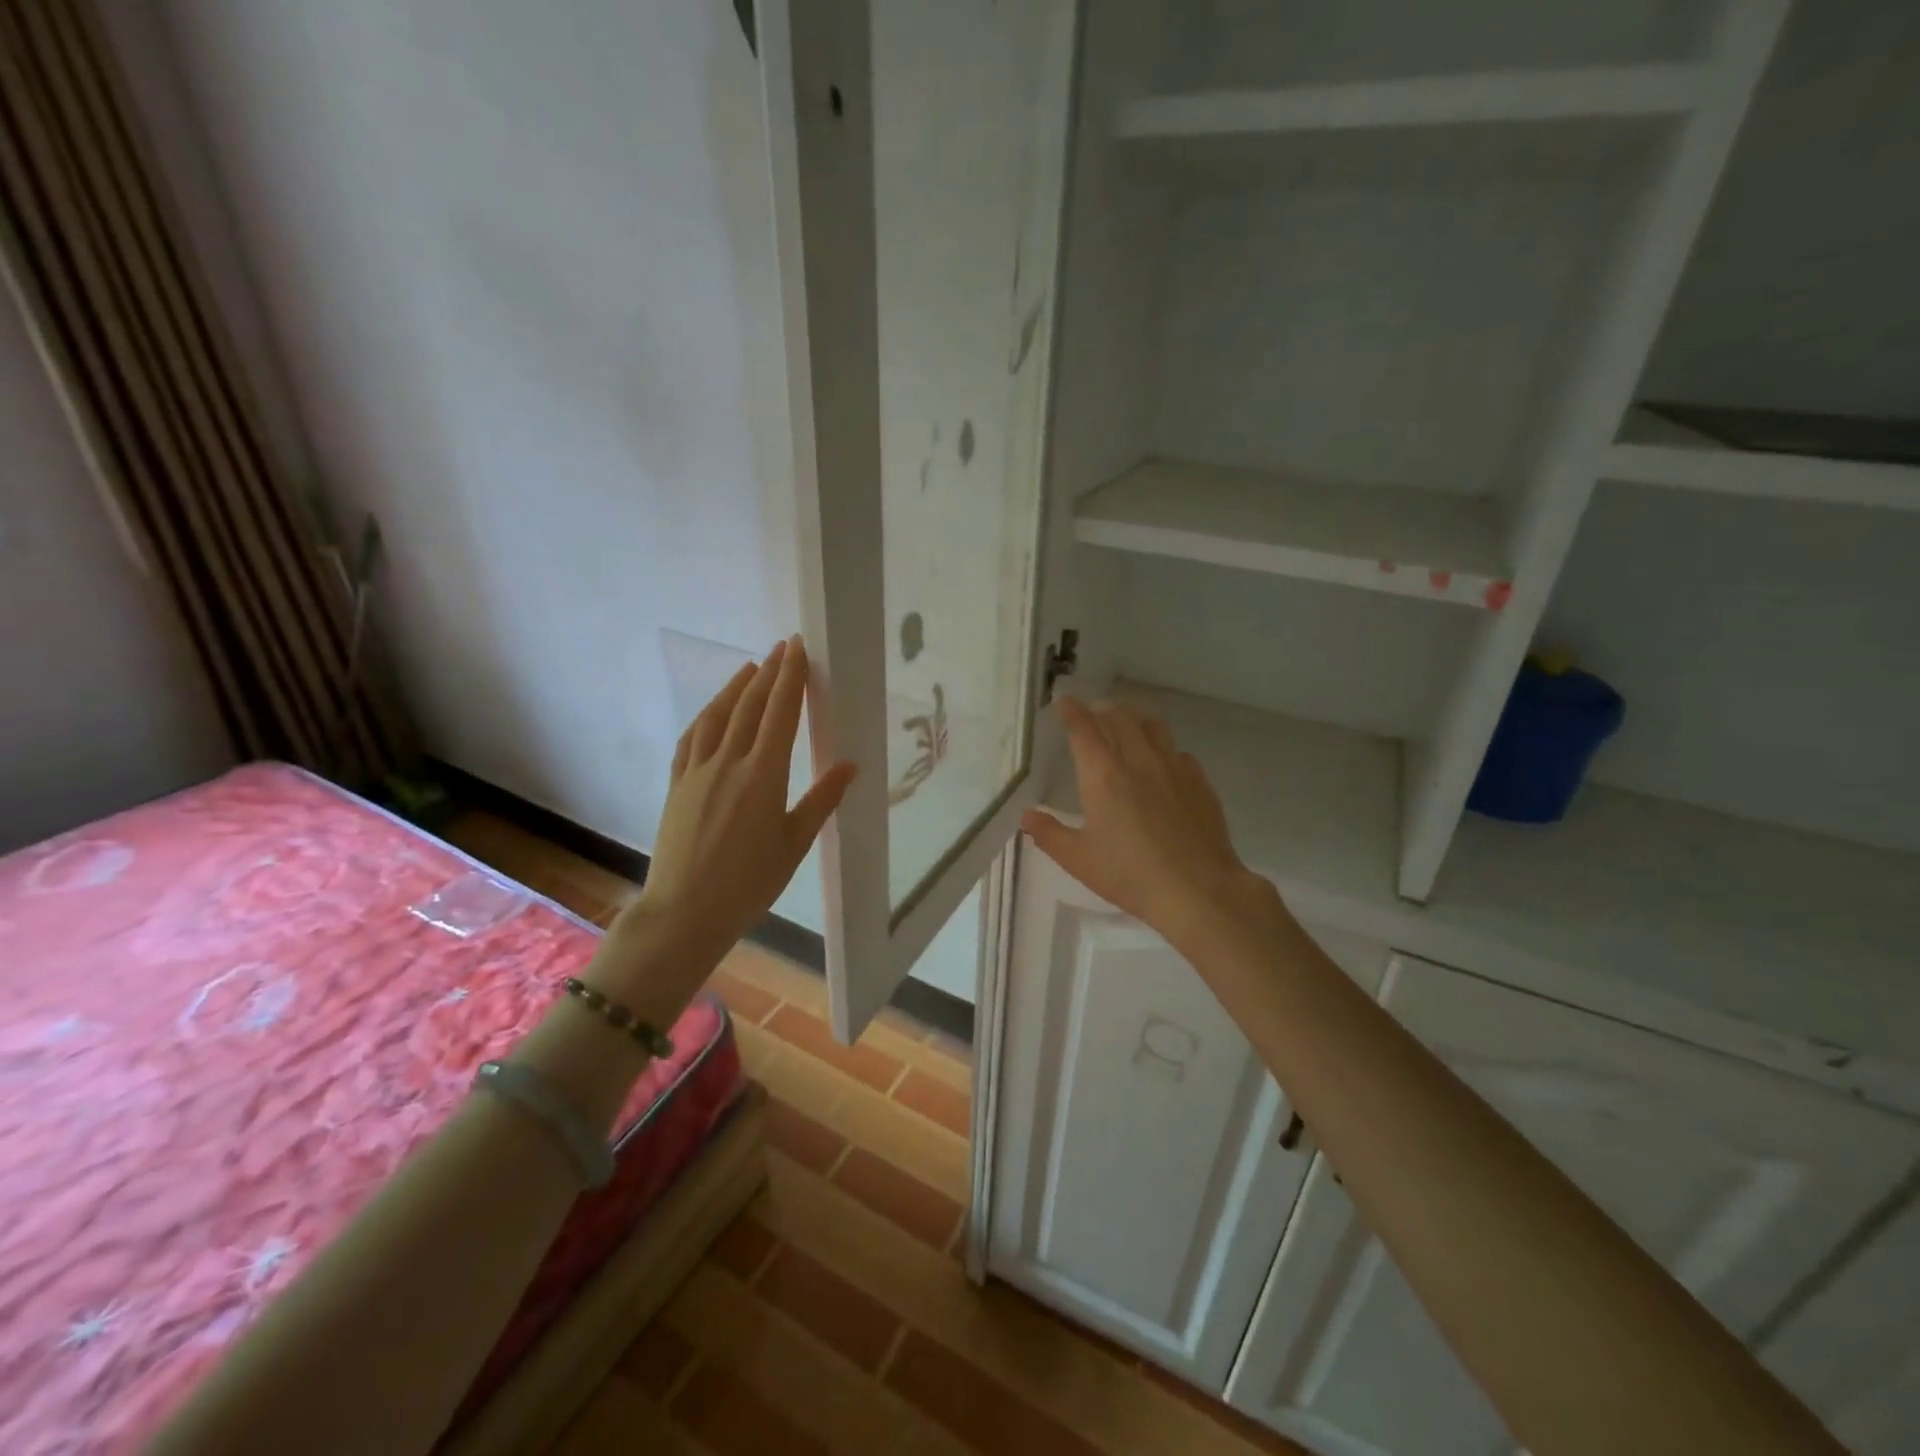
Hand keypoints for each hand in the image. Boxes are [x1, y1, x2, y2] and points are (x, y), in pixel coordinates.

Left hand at [596, 636, 854, 1014]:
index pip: (780, 712)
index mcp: (764, 774)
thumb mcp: (795, 843)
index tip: (798, 647)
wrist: (685, 911)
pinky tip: (712, 712)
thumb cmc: (749, 883)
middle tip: (782, 647)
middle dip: (768, 672)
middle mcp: (729, 762)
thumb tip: (850, 765)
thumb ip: (822, 800)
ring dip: (735, 687)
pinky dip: (706, 717)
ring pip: (717, 716)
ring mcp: (698, 771)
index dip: (790, 677)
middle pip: (750, 705)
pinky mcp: (678, 785)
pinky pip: (692, 738)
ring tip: (750, 667)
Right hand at [1021, 697, 1279, 951]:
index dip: (1071, 711)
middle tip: (1092, 714)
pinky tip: (1162, 764)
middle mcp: (1139, 760)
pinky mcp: (1199, 782)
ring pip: (1153, 726)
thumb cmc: (1131, 875)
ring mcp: (1174, 768)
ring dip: (1134, 719)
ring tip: (1126, 726)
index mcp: (1104, 775)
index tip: (1063, 702)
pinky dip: (1163, 748)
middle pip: (1119, 717)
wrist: (1199, 890)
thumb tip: (1027, 816)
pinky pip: (1178, 751)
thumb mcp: (1079, 860)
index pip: (1084, 728)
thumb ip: (1050, 834)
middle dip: (1102, 709)